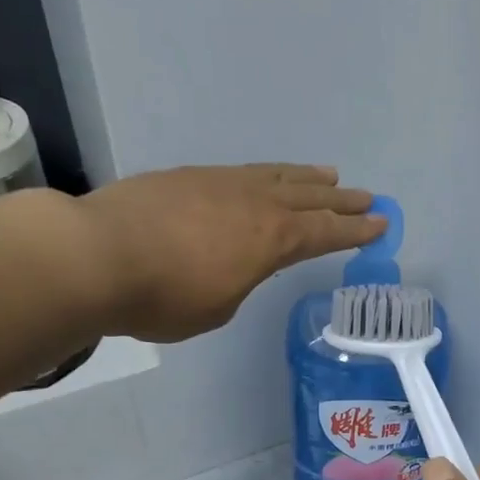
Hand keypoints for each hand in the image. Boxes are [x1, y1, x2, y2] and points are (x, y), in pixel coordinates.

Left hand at [73, 164, 384, 340]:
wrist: (98, 255)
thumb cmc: (164, 297)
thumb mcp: (217, 308)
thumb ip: (237, 283)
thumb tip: (232, 266)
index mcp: (272, 239)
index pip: (325, 233)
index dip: (355, 231)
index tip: (381, 224)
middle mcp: (255, 203)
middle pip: (310, 198)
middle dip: (341, 200)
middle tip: (369, 197)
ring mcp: (220, 183)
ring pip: (277, 176)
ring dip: (307, 178)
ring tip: (328, 175)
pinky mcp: (188, 177)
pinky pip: (243, 171)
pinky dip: (266, 174)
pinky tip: (264, 178)